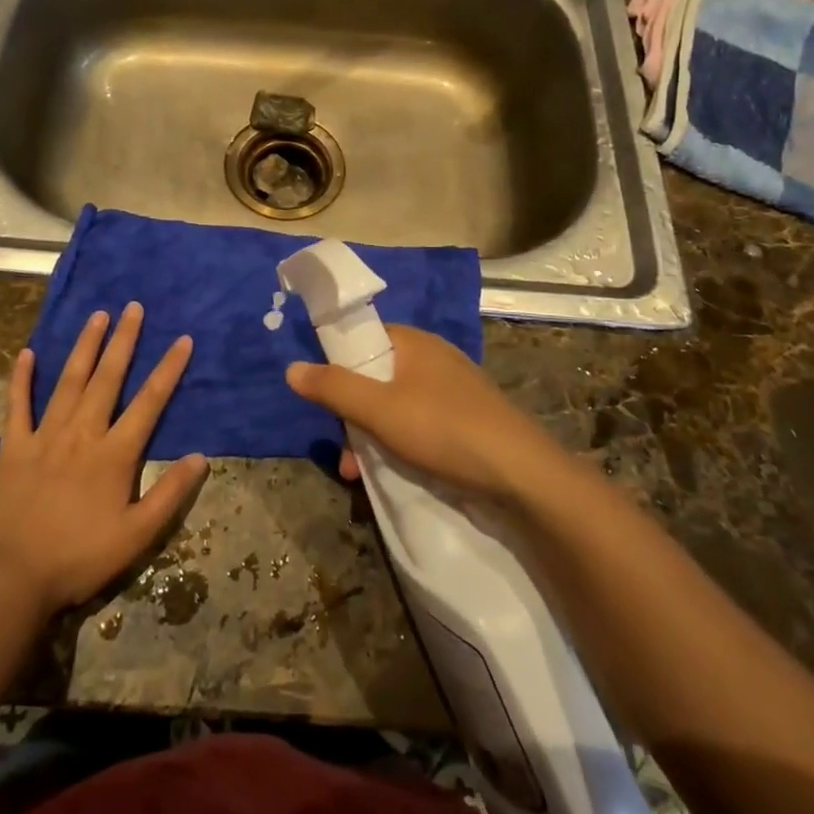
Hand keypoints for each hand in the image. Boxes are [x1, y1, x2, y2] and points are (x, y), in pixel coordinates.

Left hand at [0, 303, 207, 613]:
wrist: (12, 578)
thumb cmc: (80, 557)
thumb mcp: (137, 535)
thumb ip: (170, 494)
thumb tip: (201, 457)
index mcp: (114, 453)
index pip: (150, 401)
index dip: (168, 369)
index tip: (183, 339)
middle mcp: (82, 433)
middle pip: (108, 378)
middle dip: (124, 340)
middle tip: (133, 307)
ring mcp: (45, 436)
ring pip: (69, 381)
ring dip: (85, 346)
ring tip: (97, 316)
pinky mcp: (14, 447)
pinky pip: (18, 406)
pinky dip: (22, 379)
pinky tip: (26, 354)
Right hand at [286, 325, 561, 503]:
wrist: (522, 476)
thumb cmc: (444, 430)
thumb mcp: (379, 409)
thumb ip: (334, 387)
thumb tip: (292, 368)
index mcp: (414, 342)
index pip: (363, 337)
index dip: (339, 364)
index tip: (325, 398)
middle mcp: (433, 358)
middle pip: (376, 376)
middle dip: (353, 413)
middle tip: (343, 450)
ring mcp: (452, 390)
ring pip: (396, 405)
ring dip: (372, 436)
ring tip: (359, 475)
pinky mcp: (466, 421)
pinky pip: (419, 425)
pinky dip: (400, 445)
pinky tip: (392, 475)